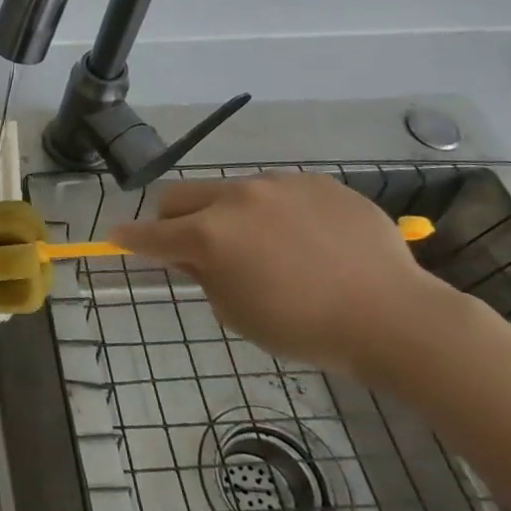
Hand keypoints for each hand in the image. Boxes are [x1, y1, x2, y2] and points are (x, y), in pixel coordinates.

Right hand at [109, 173, 457, 375]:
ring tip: (265, 247)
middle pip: (180, 195)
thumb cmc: (306, 328)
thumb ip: (204, 276)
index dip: (129, 238)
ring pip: (230, 190)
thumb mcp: (237, 313)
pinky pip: (278, 191)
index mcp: (210, 234)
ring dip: (228, 214)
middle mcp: (236, 197)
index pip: (151, 233)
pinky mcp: (316, 181)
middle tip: (191, 245)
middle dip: (173, 219)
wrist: (396, 317)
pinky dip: (275, 212)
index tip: (114, 237)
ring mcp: (278, 184)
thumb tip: (192, 255)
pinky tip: (307, 242)